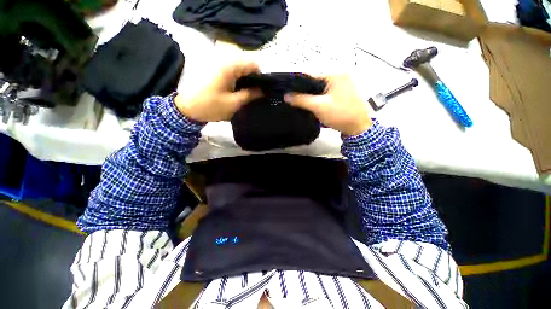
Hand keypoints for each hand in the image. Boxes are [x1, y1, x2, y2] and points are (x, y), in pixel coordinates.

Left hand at [175, 61, 261, 121]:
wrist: (185, 107)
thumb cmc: (210, 106)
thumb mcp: (233, 103)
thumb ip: (250, 95)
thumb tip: (263, 90)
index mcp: (230, 65)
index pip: (254, 63)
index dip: (261, 76)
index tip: (262, 90)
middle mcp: (224, 57)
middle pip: (247, 62)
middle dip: (253, 77)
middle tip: (254, 93)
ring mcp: (218, 60)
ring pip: (240, 65)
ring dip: (245, 77)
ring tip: (246, 91)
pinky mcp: (214, 65)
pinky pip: (231, 67)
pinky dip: (237, 76)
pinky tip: (237, 88)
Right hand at [284, 75, 371, 135]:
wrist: (357, 127)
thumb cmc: (340, 114)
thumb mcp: (318, 106)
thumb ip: (301, 100)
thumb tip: (286, 96)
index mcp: (334, 74)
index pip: (310, 75)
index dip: (297, 83)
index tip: (286, 91)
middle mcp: (338, 75)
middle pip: (314, 81)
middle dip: (303, 90)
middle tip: (291, 99)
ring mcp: (340, 84)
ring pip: (318, 88)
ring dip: (309, 95)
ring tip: (297, 102)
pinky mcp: (339, 93)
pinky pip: (323, 93)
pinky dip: (316, 98)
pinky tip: (309, 104)